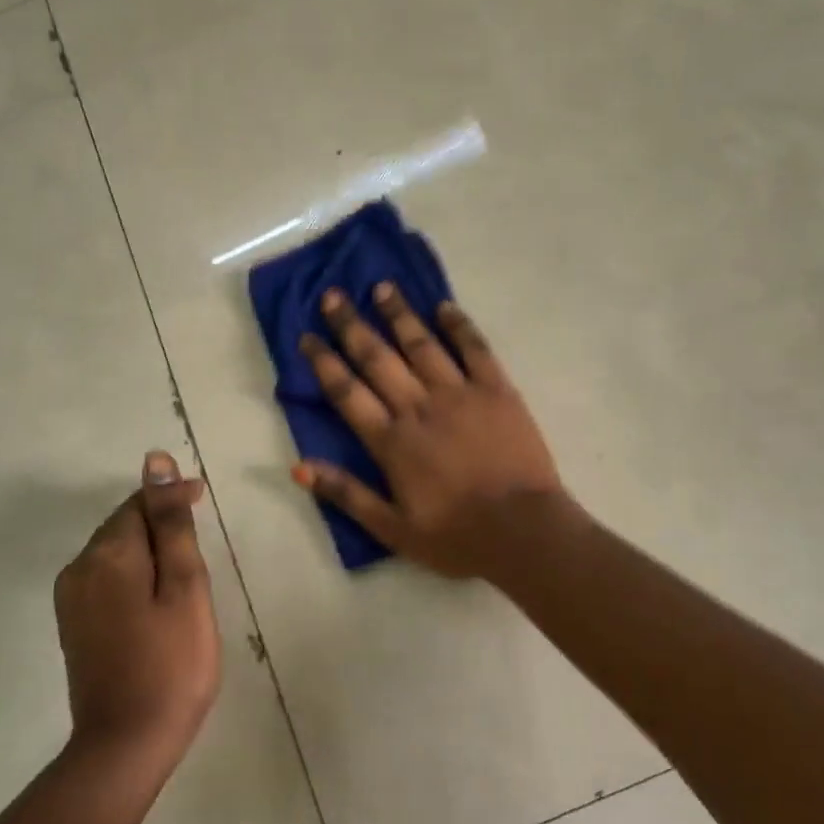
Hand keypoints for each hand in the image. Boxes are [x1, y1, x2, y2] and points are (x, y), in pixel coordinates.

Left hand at [54, 451, 220, 765]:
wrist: (126, 745)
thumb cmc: (172, 663)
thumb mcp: (185, 586)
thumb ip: (171, 523)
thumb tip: (155, 462)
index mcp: (108, 554)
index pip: (140, 502)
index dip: (173, 498)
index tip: (205, 501)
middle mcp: (79, 568)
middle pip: (124, 525)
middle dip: (162, 525)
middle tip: (201, 550)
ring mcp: (71, 599)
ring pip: (115, 553)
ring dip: (150, 552)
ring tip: (184, 577)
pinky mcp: (73, 625)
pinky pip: (106, 579)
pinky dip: (135, 577)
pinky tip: (156, 601)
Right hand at [293, 284, 568, 578]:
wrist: (524, 532)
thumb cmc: (456, 536)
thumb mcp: (392, 529)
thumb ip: (346, 494)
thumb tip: (298, 466)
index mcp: (392, 441)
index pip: (347, 392)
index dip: (324, 362)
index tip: (307, 336)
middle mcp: (419, 407)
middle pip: (378, 358)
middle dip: (352, 325)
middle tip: (334, 296)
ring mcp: (460, 394)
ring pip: (422, 345)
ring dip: (399, 314)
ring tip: (382, 287)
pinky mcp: (498, 390)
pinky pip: (475, 349)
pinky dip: (458, 325)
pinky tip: (443, 306)